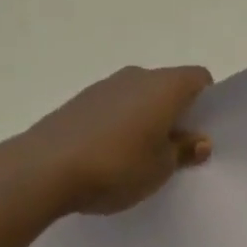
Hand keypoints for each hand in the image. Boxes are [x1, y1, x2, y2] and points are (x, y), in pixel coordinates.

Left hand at [0, 65, 213, 218]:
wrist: (41, 170)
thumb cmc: (116, 165)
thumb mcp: (161, 168)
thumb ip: (183, 151)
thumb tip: (198, 141)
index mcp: (167, 85)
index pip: (199, 79)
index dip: (205, 104)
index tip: (198, 133)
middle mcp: (139, 76)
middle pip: (168, 87)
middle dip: (174, 113)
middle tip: (172, 150)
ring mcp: (105, 86)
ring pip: (138, 97)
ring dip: (143, 119)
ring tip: (135, 157)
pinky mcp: (78, 102)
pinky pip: (112, 107)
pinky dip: (117, 124)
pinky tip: (106, 157)